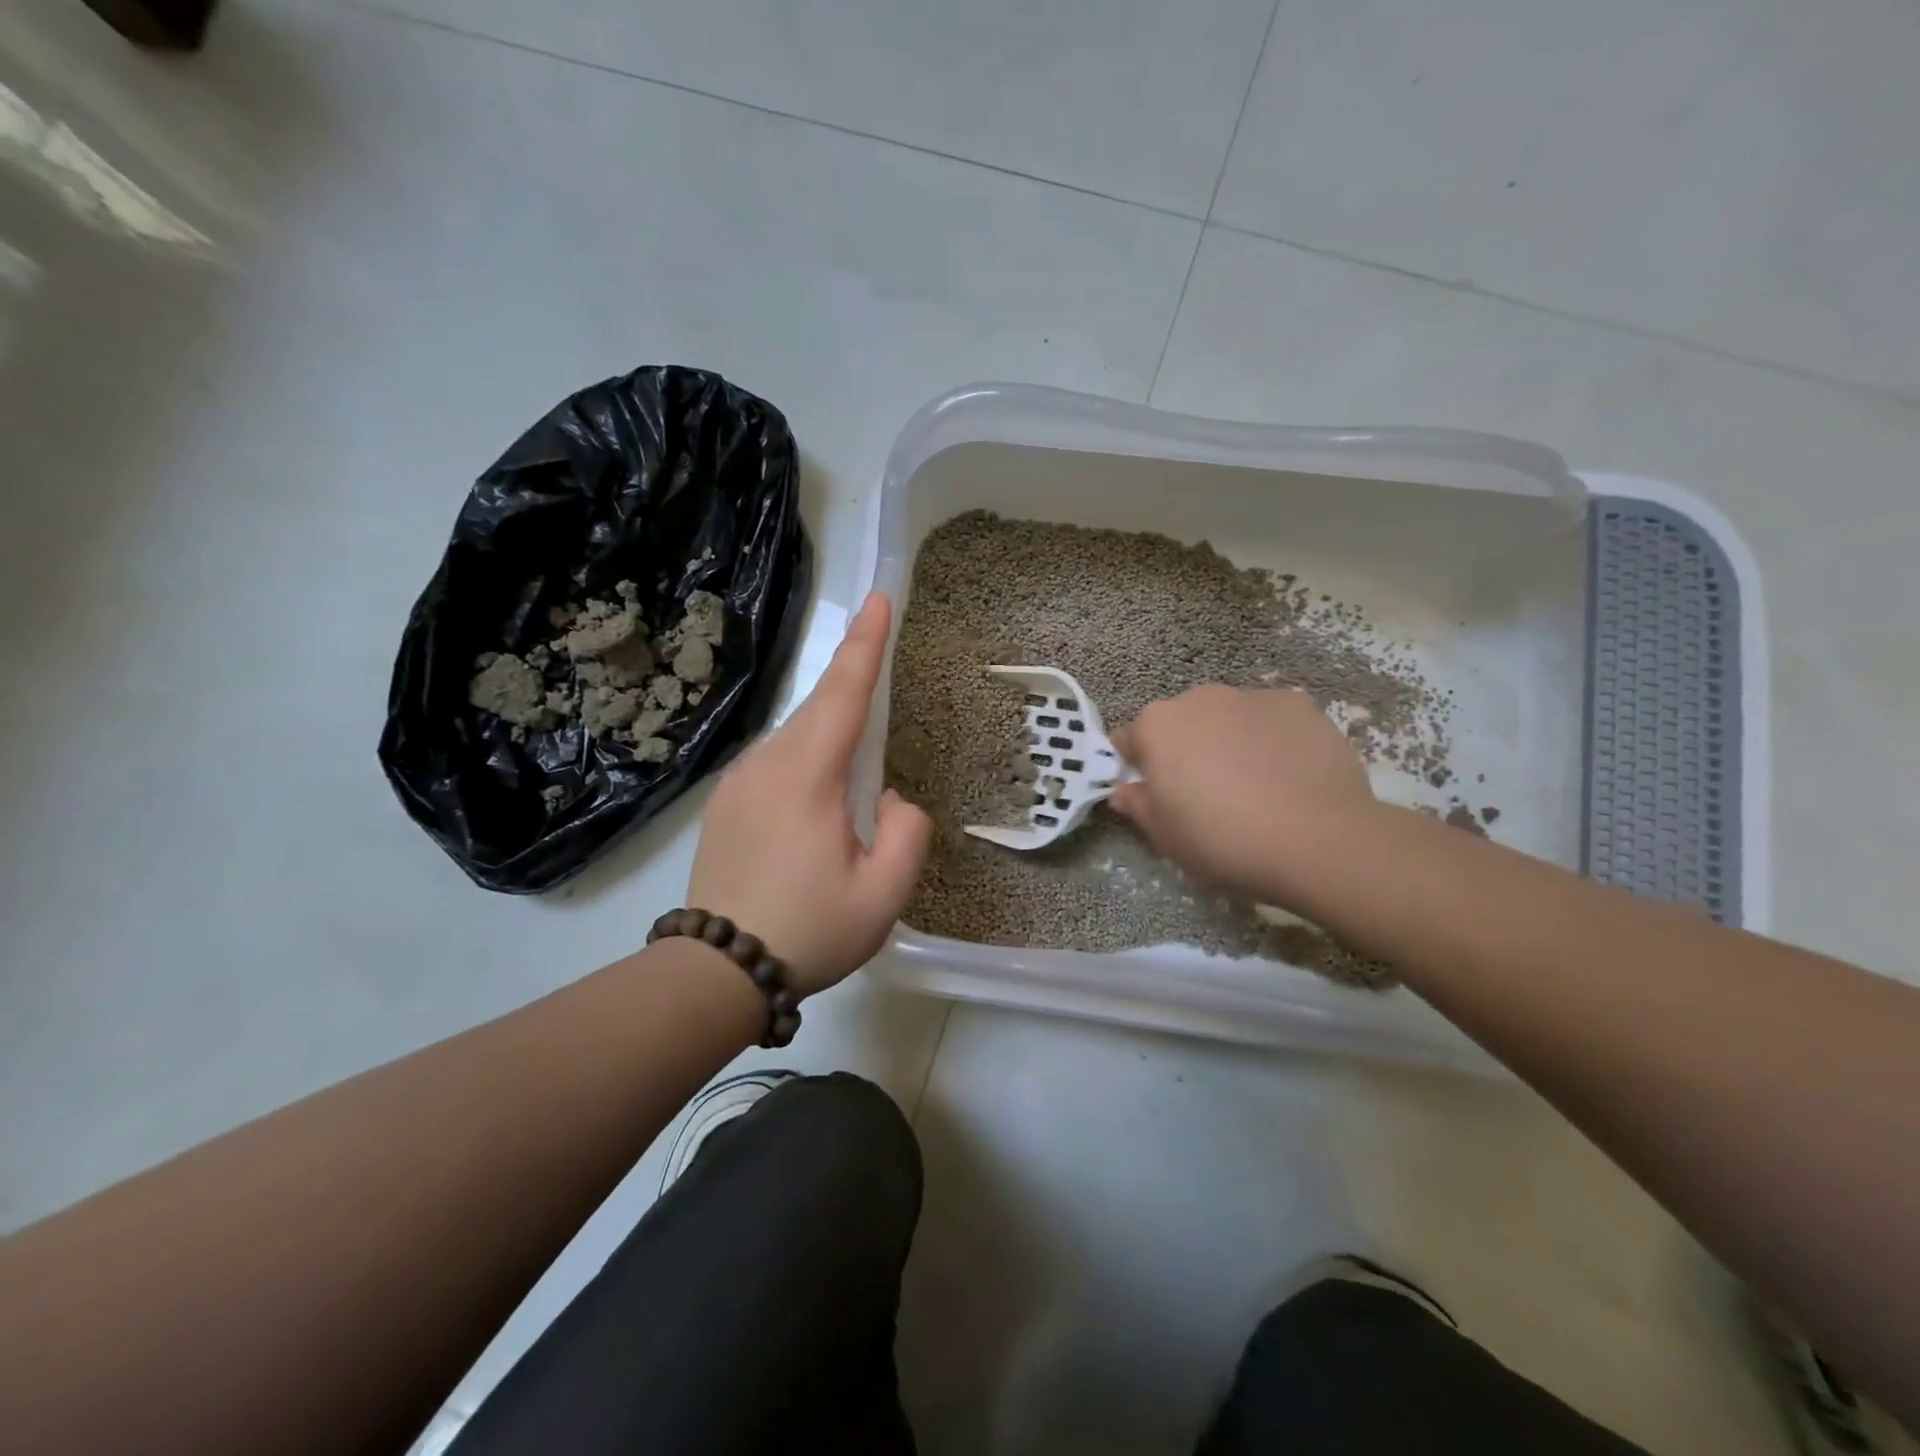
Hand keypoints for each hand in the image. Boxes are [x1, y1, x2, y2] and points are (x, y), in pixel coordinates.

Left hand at [687, 592, 932, 994]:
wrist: (716, 972)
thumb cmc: (808, 930)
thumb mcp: (882, 894)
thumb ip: (906, 833)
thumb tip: (891, 801)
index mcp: (806, 775)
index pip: (842, 692)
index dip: (865, 643)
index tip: (880, 598)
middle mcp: (765, 763)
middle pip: (817, 709)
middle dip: (852, 685)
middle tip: (880, 675)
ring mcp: (737, 781)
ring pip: (795, 738)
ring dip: (830, 737)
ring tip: (852, 777)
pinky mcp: (724, 804)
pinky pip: (775, 763)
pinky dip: (806, 761)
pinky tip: (816, 803)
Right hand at [1109, 685, 1374, 902]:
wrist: (1317, 839)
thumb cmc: (1223, 840)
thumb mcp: (1165, 836)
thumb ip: (1138, 805)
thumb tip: (1125, 790)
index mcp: (1157, 726)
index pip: (1129, 740)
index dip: (1136, 768)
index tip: (1152, 795)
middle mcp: (1199, 698)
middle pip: (1180, 723)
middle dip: (1185, 750)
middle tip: (1205, 794)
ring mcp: (1252, 697)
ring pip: (1227, 719)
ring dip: (1229, 741)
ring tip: (1255, 785)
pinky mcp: (1299, 704)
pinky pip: (1271, 721)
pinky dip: (1272, 740)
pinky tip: (1289, 775)